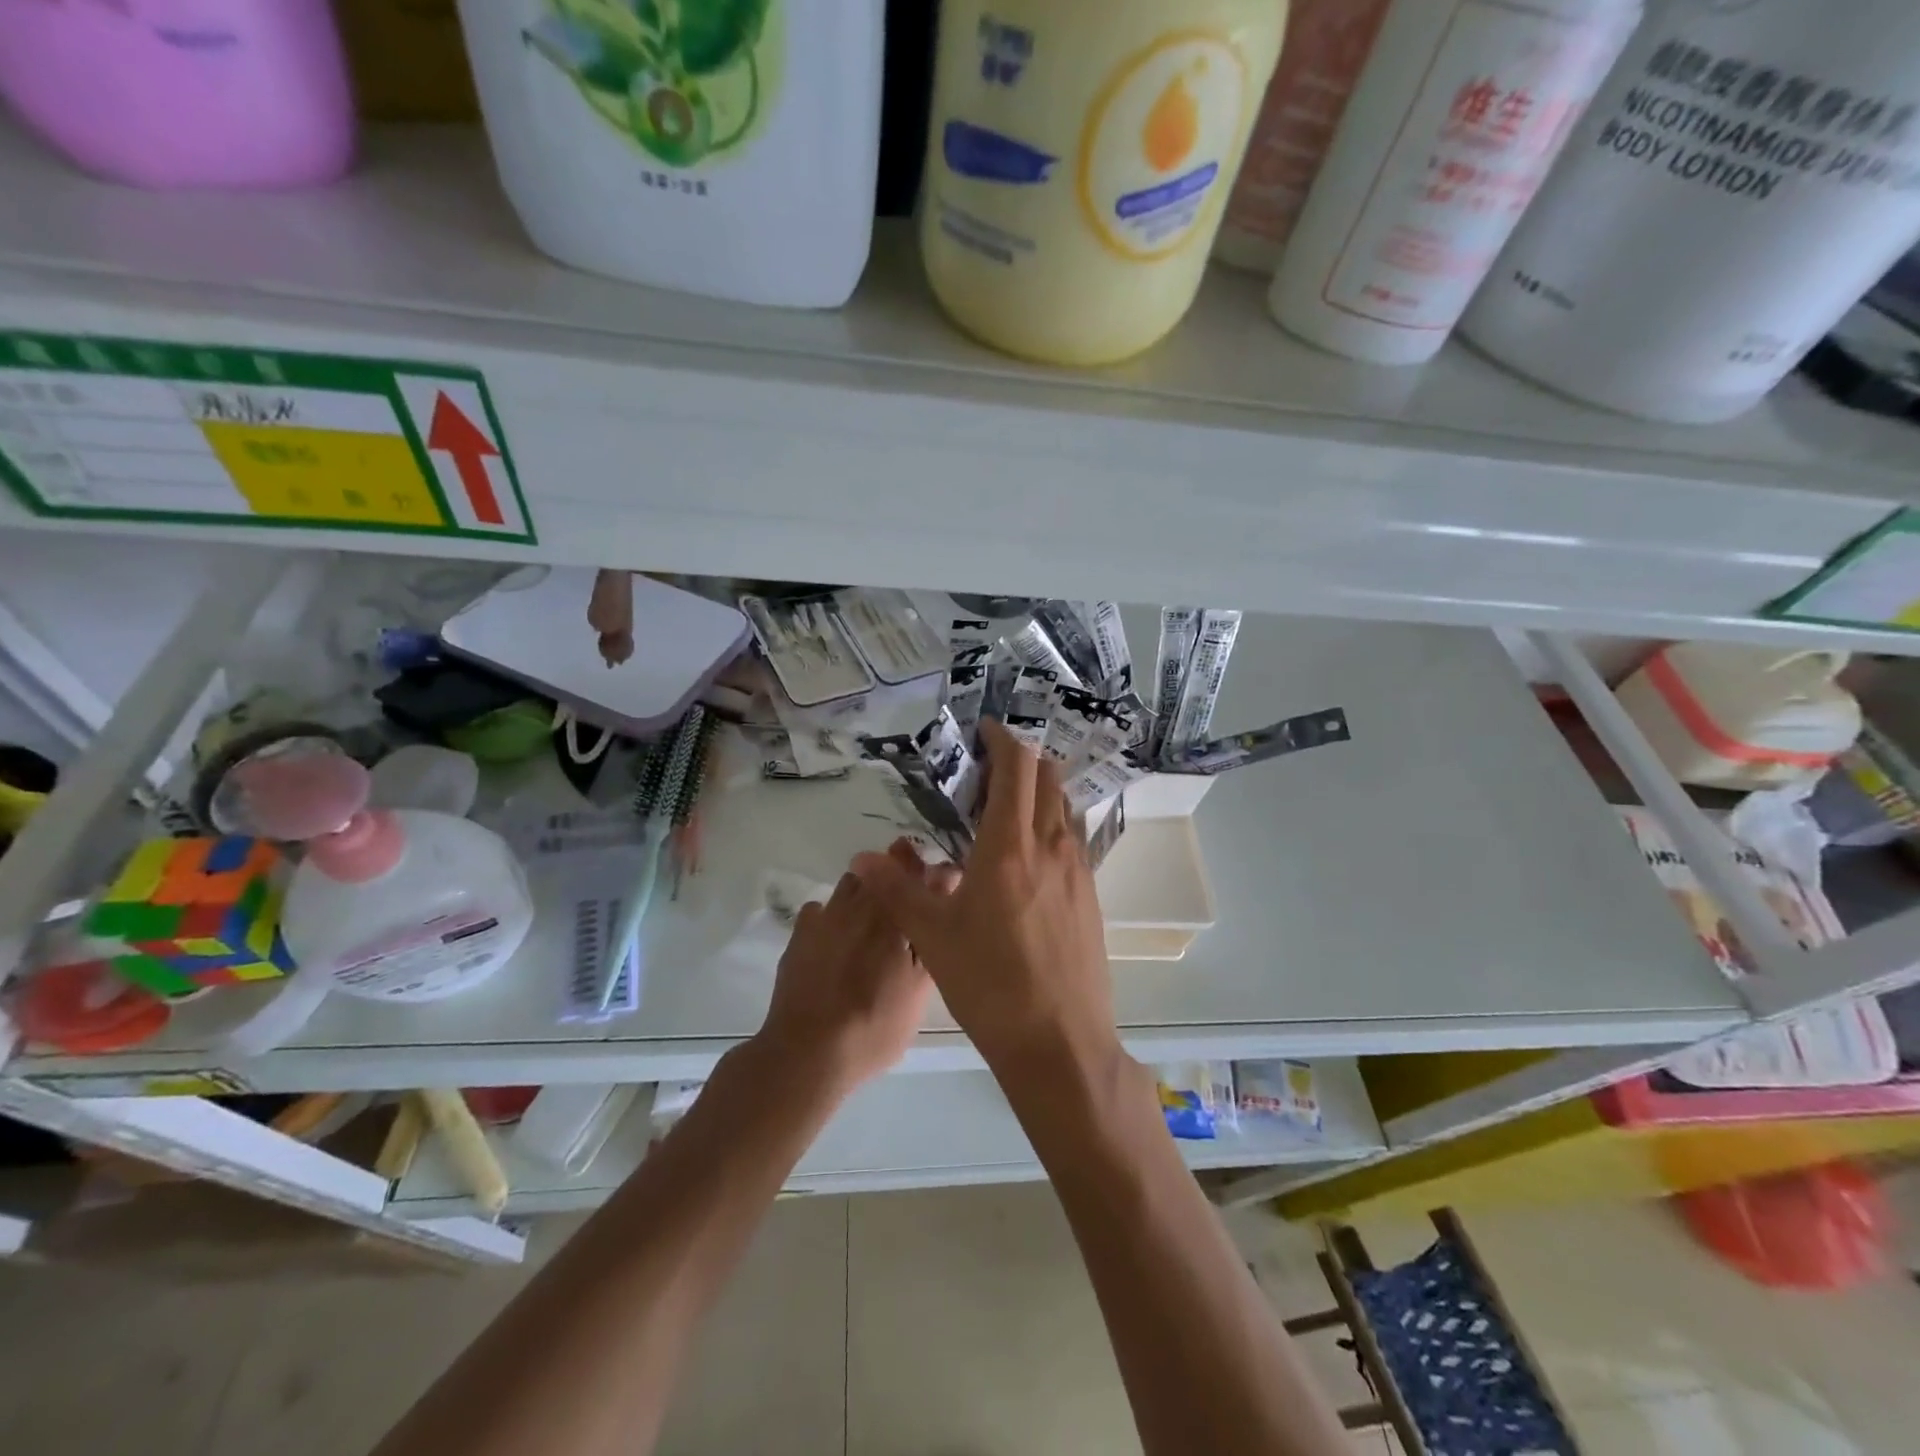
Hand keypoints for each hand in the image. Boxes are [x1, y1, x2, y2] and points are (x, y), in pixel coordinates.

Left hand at [754, 843, 940, 1093]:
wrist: (807, 1052)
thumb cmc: (874, 1024)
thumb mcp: (919, 990)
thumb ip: (930, 937)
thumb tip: (941, 903)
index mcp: (892, 912)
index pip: (912, 868)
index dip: (924, 872)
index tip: (934, 887)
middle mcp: (858, 903)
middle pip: (880, 871)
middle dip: (896, 880)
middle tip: (904, 917)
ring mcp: (824, 916)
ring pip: (851, 886)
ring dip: (865, 894)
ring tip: (871, 930)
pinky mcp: (799, 934)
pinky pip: (821, 910)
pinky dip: (833, 917)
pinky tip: (836, 943)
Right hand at [852, 720, 1118, 1077]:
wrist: (1060, 1041)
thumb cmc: (990, 984)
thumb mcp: (933, 937)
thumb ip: (897, 890)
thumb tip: (861, 857)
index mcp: (1010, 847)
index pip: (1017, 769)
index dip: (1003, 740)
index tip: (984, 730)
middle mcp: (1051, 846)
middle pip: (1048, 778)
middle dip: (1021, 761)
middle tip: (988, 770)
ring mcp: (1078, 870)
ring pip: (1064, 807)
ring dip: (1040, 791)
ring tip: (1007, 806)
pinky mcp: (1091, 895)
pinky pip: (1072, 838)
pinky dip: (1052, 824)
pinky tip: (1030, 854)